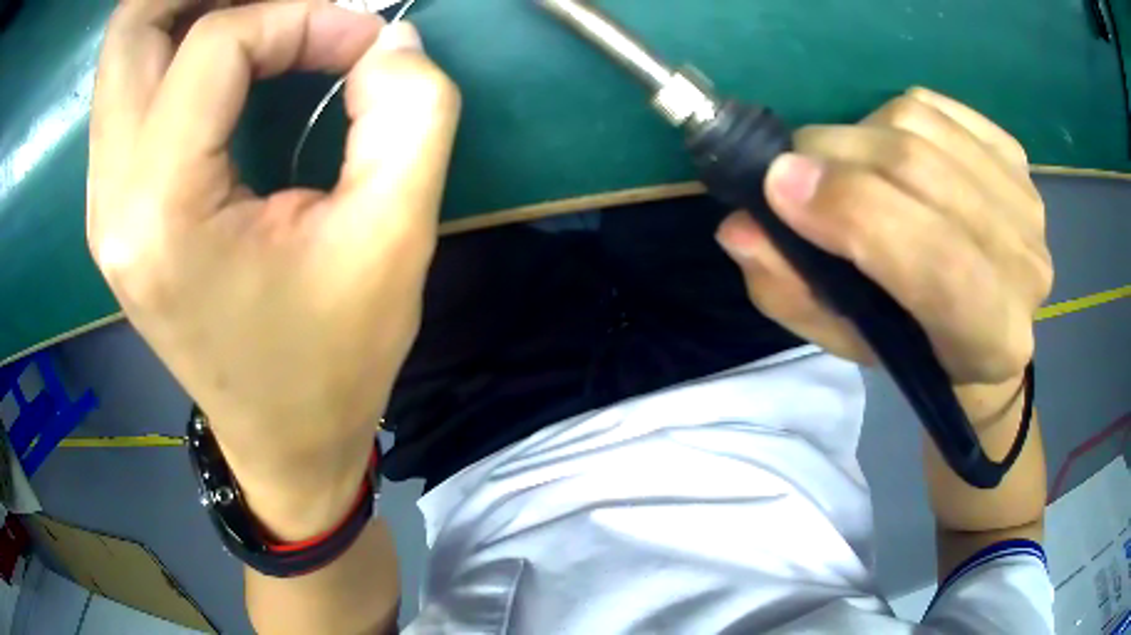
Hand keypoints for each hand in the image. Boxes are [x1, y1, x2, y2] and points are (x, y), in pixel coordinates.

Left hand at [87, 0, 459, 532]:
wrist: (283, 443)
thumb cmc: (334, 363)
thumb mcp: (395, 239)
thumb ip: (412, 112)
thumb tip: (386, 38)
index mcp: (163, 212)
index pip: (214, 42)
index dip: (300, 17)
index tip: (360, 45)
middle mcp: (111, 200)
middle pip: (130, 28)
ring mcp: (104, 205)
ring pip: (123, 54)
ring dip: (190, 10)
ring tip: (263, 15)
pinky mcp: (116, 209)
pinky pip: (130, 90)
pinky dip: (179, 49)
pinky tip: (233, 58)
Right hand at [716, 88, 1051, 389]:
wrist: (985, 323)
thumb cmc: (916, 347)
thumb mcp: (849, 341)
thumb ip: (794, 293)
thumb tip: (741, 228)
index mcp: (991, 337)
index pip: (937, 263)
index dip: (856, 212)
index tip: (777, 187)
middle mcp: (1025, 265)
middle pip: (921, 171)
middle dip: (835, 158)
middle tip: (793, 172)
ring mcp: (1026, 200)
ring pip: (920, 125)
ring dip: (858, 134)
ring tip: (846, 167)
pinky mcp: (1014, 154)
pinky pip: (935, 105)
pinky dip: (890, 114)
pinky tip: (887, 147)